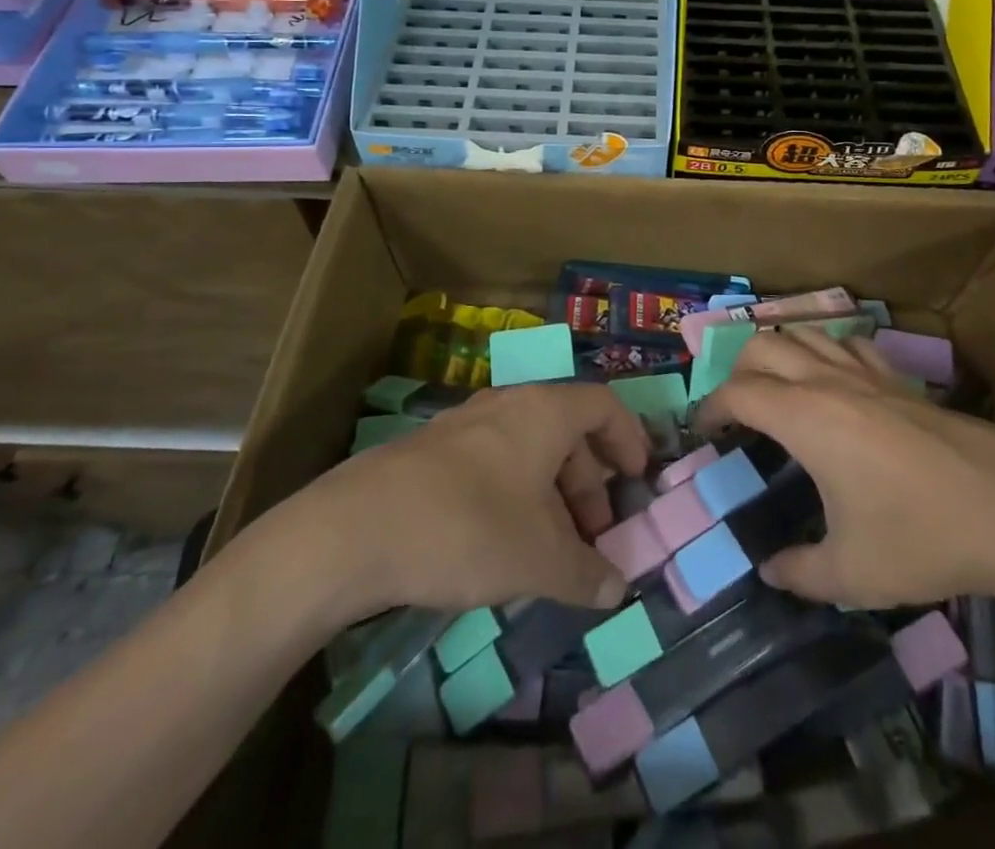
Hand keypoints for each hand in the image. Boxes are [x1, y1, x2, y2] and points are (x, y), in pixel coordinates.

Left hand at [272, 384, 648, 620]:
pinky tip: (503, 545)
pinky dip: (515, 495)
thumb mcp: (538, 560)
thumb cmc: (467, 528)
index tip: (639, 478)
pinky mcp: (433, 452)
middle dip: (589, 482)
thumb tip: (615, 589)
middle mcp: (508, 405)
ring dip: (552, 494)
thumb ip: (585, 573)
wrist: (355, 529)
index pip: (602, 404)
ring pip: (528, 449)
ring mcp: (466, 424)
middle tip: (594, 535)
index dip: (628, 437)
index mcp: (544, 412)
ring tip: (551, 550)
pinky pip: (493, 462)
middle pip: (566, 430)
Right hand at [695, 329, 994, 610]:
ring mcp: (867, 374)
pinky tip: (837, 381)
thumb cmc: (920, 537)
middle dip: (737, 371)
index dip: (710, 407)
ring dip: (780, 352)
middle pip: (763, 346)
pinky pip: (850, 344)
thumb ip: (799, 572)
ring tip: (778, 388)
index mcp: (803, 417)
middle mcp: (827, 381)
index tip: (702, 431)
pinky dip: (828, 351)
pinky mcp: (901, 379)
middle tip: (737, 410)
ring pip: (806, 334)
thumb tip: (769, 571)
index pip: (737, 392)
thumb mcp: (850, 573)